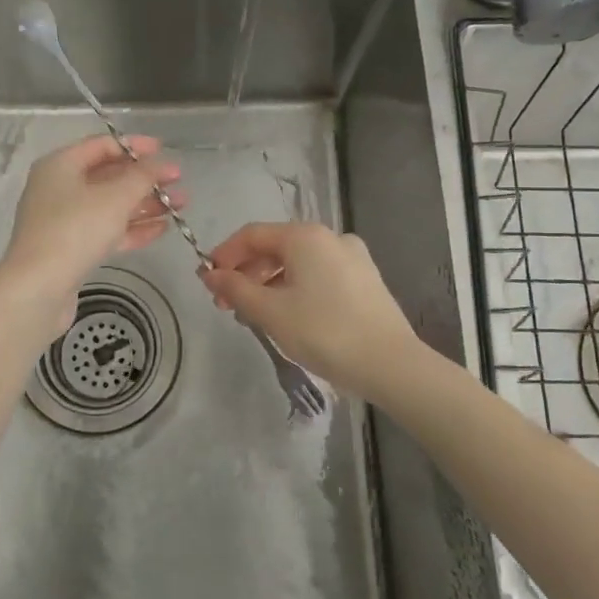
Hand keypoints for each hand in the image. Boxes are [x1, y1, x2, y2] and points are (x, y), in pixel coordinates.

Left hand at [0, 135, 181, 330]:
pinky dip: (132, 229)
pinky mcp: (70, 250)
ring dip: (144, 204)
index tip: (165, 152)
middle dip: (145, 179)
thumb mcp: (115, 197)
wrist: (38, 289)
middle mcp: (58, 188)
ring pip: (110, 206)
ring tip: (180, 206)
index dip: (135, 146)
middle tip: (179, 183)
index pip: (102, 145)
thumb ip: (143, 176)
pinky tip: (162, 229)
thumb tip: (163, 164)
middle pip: (108, 176)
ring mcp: (63, 221)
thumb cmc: (75, 230)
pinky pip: (106, 231)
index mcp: (60, 165)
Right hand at [199, 222, 420, 397]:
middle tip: (227, 305)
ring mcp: (352, 257)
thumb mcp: (270, 312)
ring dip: (269, 283)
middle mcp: (330, 237)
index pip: (252, 235)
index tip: (207, 282)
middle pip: (275, 247)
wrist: (390, 363)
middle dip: (246, 273)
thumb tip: (209, 274)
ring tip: (255, 315)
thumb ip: (236, 289)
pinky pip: (319, 275)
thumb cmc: (324, 331)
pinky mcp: (365, 280)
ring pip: (298, 263)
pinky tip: (289, 316)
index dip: (224, 255)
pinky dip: (295, 288)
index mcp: (305, 236)